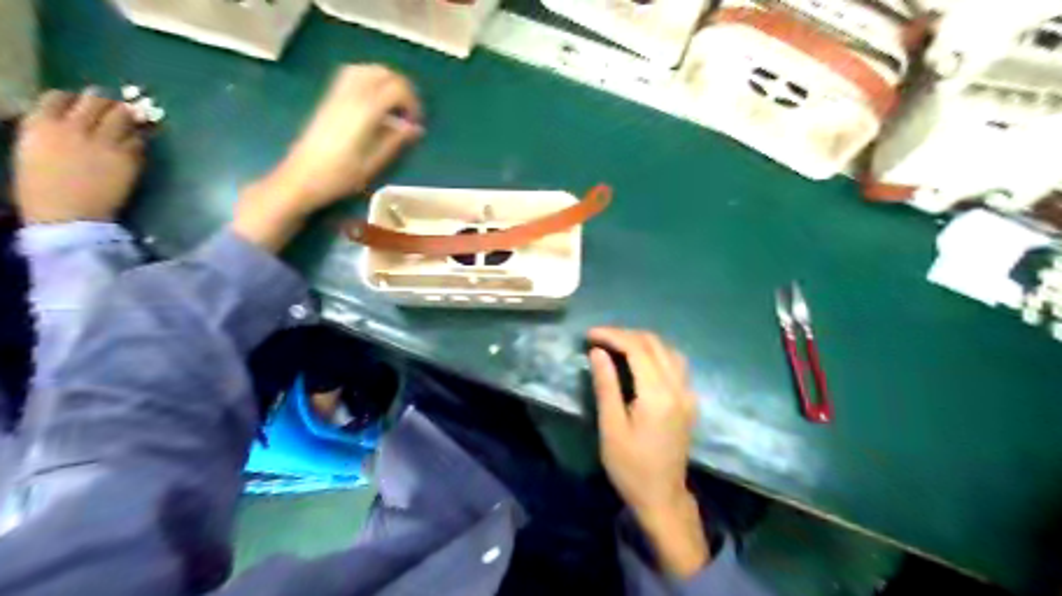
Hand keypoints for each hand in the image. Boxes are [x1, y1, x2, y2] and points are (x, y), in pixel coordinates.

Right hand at [15, 88, 144, 222]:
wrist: (68, 215)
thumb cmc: (41, 188)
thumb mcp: (31, 150)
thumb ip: (48, 131)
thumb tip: (65, 120)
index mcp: (40, 123)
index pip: (59, 96)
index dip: (74, 100)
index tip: (83, 107)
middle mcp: (74, 127)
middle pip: (96, 99)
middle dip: (107, 103)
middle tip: (115, 110)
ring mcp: (104, 141)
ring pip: (123, 115)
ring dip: (128, 117)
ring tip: (131, 123)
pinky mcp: (128, 158)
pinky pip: (138, 140)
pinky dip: (139, 139)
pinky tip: (136, 145)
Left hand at [234, 66, 422, 250]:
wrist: (301, 177)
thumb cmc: (339, 177)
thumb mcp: (373, 163)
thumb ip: (395, 141)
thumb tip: (415, 127)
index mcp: (364, 112)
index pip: (397, 88)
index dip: (412, 103)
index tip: (415, 123)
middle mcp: (350, 95)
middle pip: (383, 73)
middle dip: (402, 89)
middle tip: (408, 113)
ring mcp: (336, 94)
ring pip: (367, 69)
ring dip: (385, 82)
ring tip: (393, 106)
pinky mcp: (329, 99)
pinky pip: (352, 76)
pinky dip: (369, 81)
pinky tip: (374, 103)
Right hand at [583, 326, 708, 577]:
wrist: (662, 497)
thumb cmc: (630, 467)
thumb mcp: (611, 427)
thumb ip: (606, 386)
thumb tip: (598, 352)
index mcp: (658, 395)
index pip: (637, 348)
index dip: (613, 335)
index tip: (589, 335)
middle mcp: (678, 387)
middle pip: (655, 344)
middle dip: (626, 334)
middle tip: (599, 338)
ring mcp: (688, 393)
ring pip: (668, 350)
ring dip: (642, 341)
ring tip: (616, 345)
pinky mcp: (690, 400)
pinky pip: (676, 363)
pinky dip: (656, 352)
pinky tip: (640, 360)